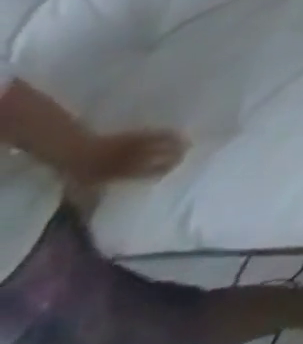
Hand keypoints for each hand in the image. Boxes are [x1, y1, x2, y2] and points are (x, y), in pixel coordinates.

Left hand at [69, 128, 187, 187]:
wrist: (74, 149)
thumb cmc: (78, 171)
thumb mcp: (82, 188)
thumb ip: (95, 198)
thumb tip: (102, 209)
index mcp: (122, 173)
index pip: (149, 172)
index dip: (161, 172)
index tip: (169, 172)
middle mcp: (133, 158)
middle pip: (160, 156)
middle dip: (174, 157)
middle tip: (185, 158)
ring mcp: (135, 145)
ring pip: (162, 143)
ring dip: (176, 144)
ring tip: (187, 145)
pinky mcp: (135, 135)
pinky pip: (156, 134)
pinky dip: (168, 134)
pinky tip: (176, 134)